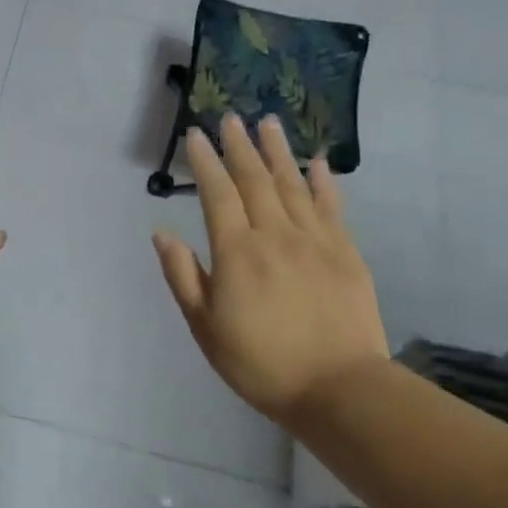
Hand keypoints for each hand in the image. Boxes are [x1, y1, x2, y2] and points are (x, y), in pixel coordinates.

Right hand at [152, 114, 389, 426]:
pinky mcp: (346, 253)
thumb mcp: (205, 327)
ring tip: (268, 123)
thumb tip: (162, 233)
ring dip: (277, 152)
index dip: (204, 162)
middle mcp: (275, 235)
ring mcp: (315, 241)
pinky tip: (316, 163)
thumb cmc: (261, 362)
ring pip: (292, 185)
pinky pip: (331, 207)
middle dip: (239, 147)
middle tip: (230, 118)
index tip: (195, 135)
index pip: (217, 194)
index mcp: (237, 252)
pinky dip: (322, 182)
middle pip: (255, 180)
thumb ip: (183, 276)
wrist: (339, 389)